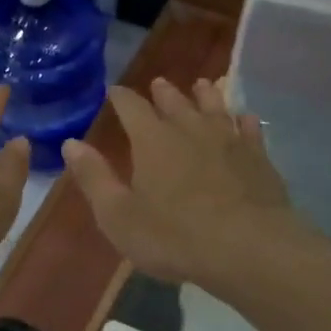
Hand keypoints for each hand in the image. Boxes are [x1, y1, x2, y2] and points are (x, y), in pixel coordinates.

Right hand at [62, 78, 299, 284]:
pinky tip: (246, 118)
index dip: (121, 98)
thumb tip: (72, 143)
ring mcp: (229, 140)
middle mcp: (190, 129)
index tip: (114, 91)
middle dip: (163, 93)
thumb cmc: (175, 236)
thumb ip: (94, 178)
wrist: (248, 247)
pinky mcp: (258, 157)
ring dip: (206, 95)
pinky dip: (244, 121)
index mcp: (153, 141)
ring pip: (215, 108)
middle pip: (175, 102)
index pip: (132, 108)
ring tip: (202, 85)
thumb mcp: (119, 216)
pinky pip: (250, 130)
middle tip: (159, 83)